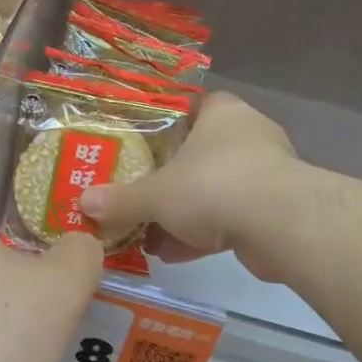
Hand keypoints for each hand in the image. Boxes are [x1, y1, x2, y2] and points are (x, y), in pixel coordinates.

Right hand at [79, 92, 304, 280]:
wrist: (279, 224)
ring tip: (146, 235)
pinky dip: (202, 235)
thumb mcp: (155, 194)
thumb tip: (82, 203)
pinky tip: (172, 255)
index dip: (162, 126)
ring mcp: (264, 174)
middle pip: (198, 154)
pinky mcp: (273, 211)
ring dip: (182, 214)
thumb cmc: (212, 185)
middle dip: (167, 180)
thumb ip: (121, 200)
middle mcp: (246, 136)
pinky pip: (228, 219)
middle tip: (136, 196)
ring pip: (212, 191)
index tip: (138, 147)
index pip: (189, 107)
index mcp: (221, 113)